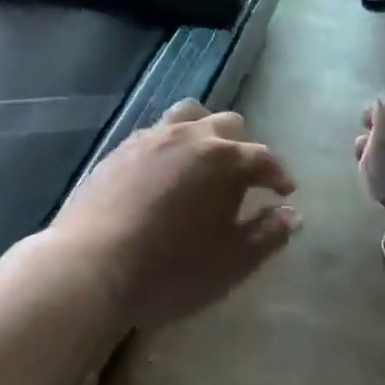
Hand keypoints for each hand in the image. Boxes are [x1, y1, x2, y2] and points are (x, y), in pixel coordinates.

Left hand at [53, 100, 299, 328]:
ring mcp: (151, 138)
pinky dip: (170, 145)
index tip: (284, 192)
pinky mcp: (119, 149)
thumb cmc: (172, 268)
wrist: (91, 266)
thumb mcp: (233, 261)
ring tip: (203, 161)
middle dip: (242, 147)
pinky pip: (154, 134)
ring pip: (188, 116)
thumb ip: (268, 234)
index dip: (278, 174)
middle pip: (227, 125)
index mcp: (224, 158)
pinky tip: (163, 172)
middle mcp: (190, 136)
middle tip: (244, 178)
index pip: (263, 157)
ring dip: (204, 133)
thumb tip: (292, 214)